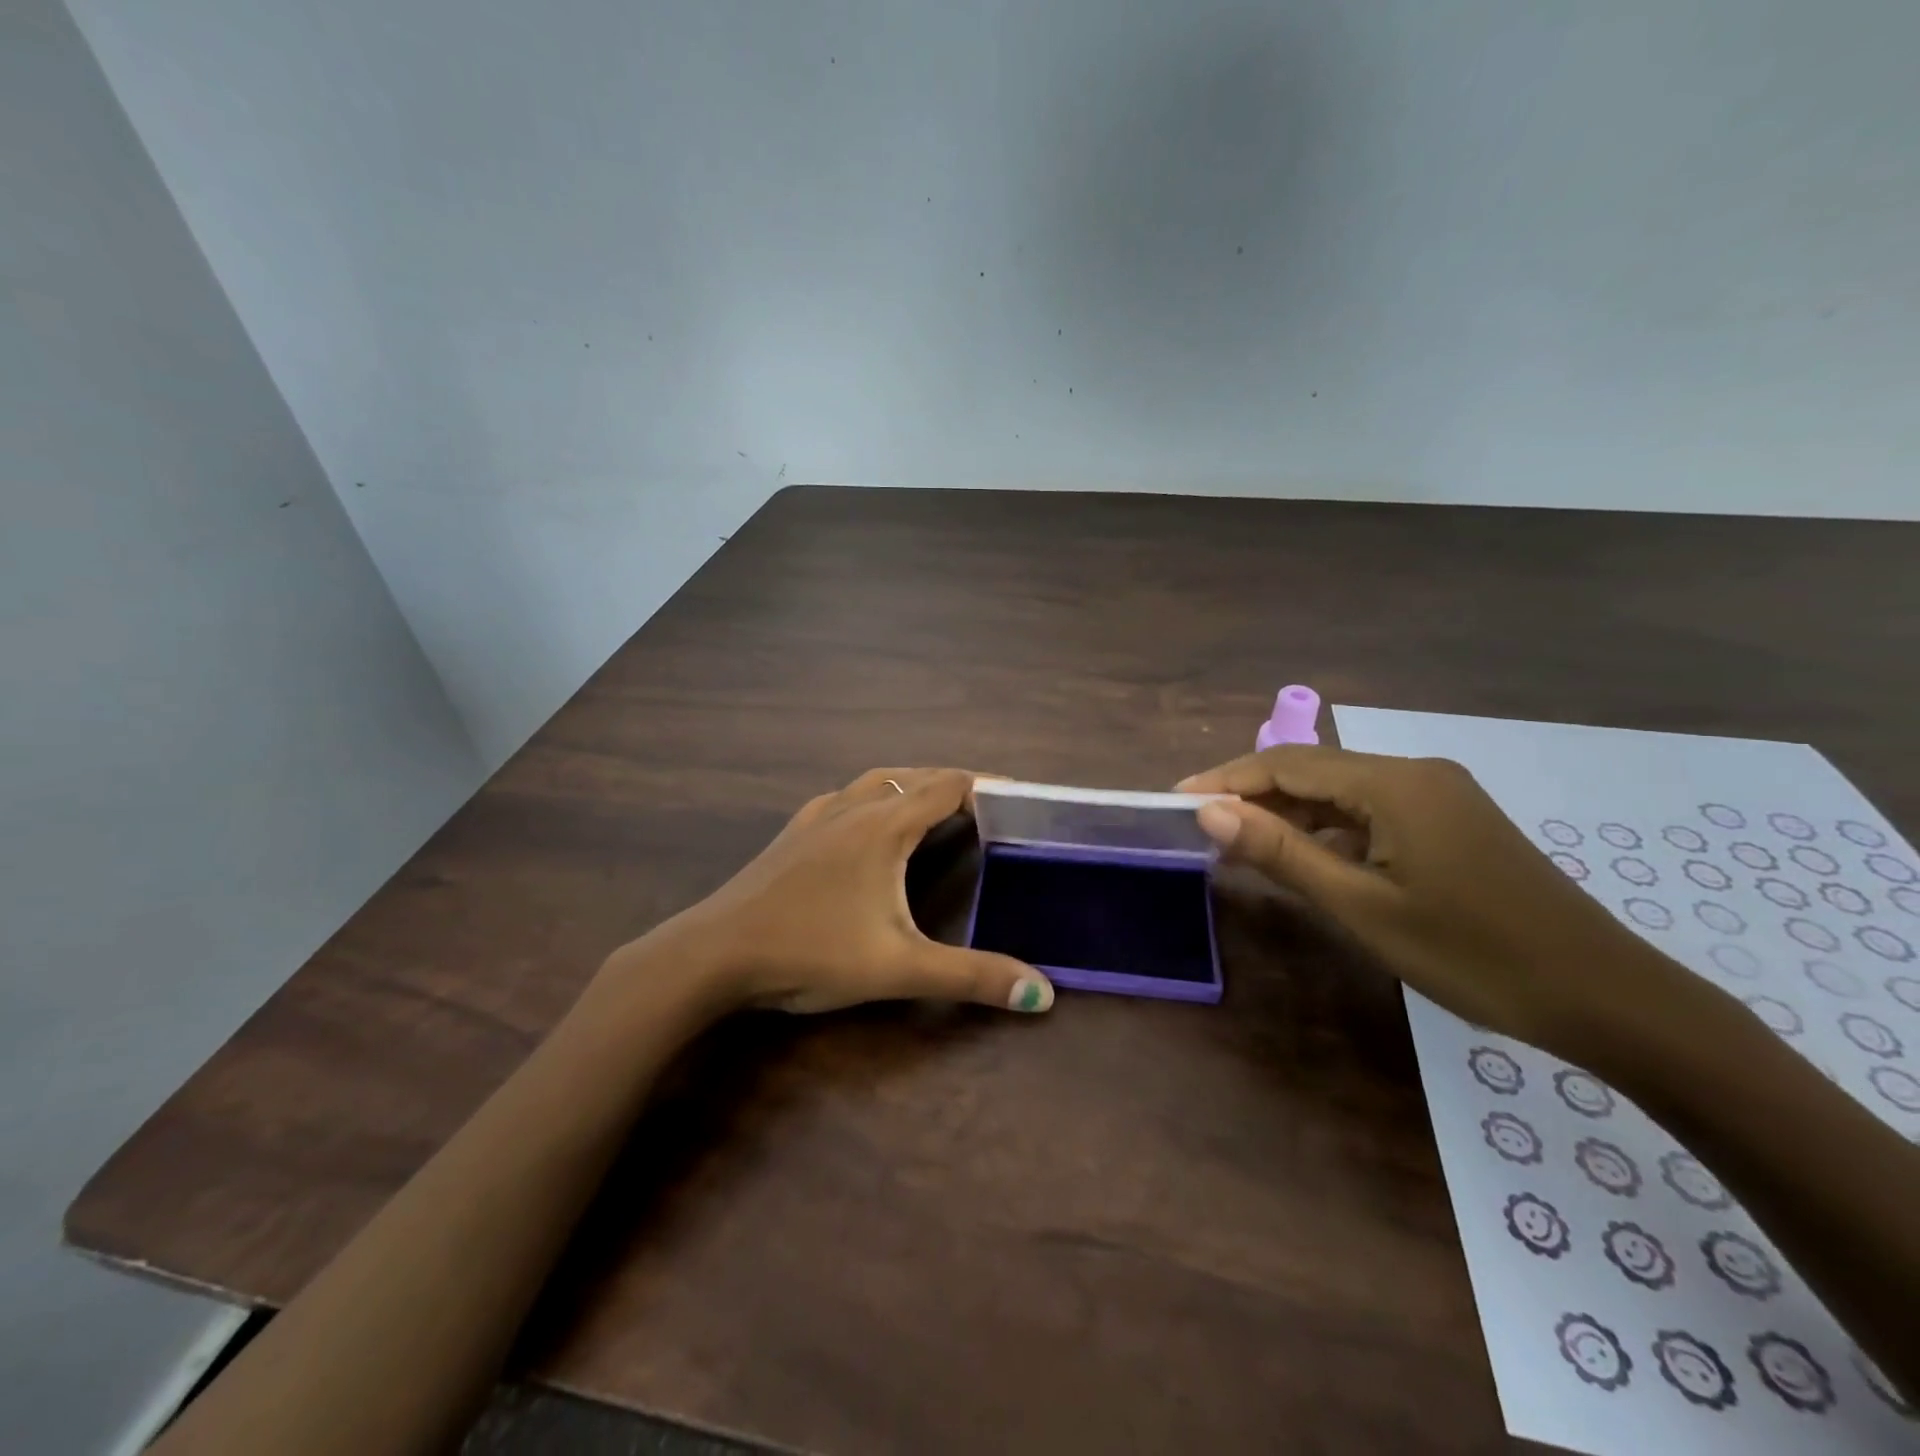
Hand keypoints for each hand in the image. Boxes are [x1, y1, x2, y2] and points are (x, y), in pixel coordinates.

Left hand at [632, 767, 1053, 1015]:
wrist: (713, 954)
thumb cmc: (810, 951)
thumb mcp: (899, 968)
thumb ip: (971, 977)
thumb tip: (1044, 993)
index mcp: (884, 826)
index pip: (947, 787)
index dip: (986, 787)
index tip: (1019, 796)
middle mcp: (852, 808)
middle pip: (914, 777)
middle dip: (953, 784)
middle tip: (987, 805)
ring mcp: (816, 818)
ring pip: (875, 782)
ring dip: (910, 785)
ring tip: (933, 805)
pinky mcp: (791, 835)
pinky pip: (844, 799)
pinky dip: (872, 798)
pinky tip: (865, 825)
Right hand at [1177, 747, 1688, 1056]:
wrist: (1608, 999)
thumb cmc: (1475, 955)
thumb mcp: (1363, 907)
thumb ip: (1281, 852)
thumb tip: (1208, 811)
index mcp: (1395, 783)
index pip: (1287, 763)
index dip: (1226, 779)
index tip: (1176, 802)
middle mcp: (1415, 774)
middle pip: (1313, 772)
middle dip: (1252, 796)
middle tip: (1200, 830)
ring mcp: (1438, 798)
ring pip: (1341, 794)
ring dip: (1288, 815)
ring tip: (1238, 845)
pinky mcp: (1450, 823)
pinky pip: (1370, 814)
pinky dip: (1328, 831)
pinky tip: (1305, 859)